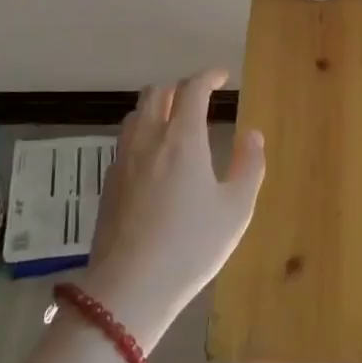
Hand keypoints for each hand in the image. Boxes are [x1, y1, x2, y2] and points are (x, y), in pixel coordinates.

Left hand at [80, 69, 266, 347]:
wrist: (130, 286)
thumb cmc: (192, 245)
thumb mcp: (235, 209)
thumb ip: (248, 166)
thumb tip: (252, 135)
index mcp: (183, 138)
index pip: (192, 88)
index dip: (208, 76)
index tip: (221, 76)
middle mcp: (149, 138)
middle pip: (157, 93)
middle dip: (180, 87)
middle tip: (198, 98)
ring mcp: (123, 159)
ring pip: (136, 115)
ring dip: (156, 107)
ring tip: (174, 123)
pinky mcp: (109, 182)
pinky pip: (125, 142)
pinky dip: (142, 135)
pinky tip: (153, 159)